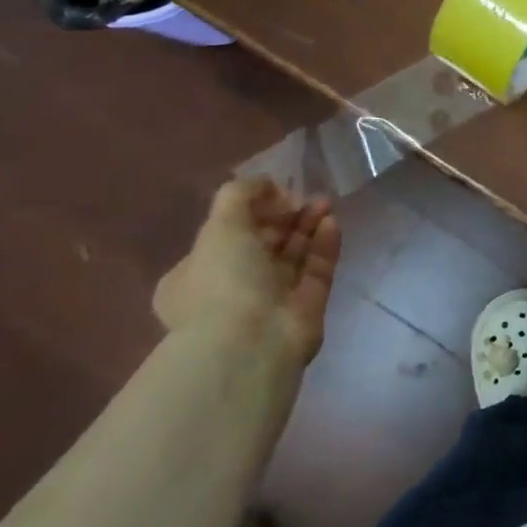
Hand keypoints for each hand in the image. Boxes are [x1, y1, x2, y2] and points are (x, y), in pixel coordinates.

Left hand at [154, 179, 341, 365]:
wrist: (252, 342)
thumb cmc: (223, 282)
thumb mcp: (219, 226)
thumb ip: (240, 194)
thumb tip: (266, 183)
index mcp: (195, 276)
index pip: (225, 236)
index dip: (250, 211)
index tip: (272, 194)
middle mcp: (231, 289)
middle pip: (264, 242)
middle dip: (286, 215)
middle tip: (305, 196)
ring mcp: (271, 300)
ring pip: (294, 254)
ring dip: (309, 224)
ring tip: (325, 202)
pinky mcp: (306, 306)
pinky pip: (316, 269)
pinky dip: (324, 244)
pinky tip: (332, 222)